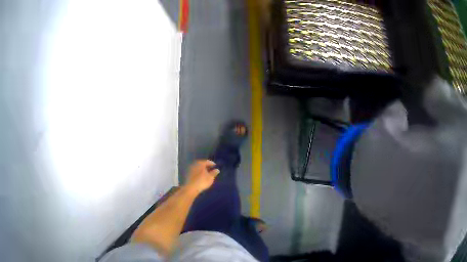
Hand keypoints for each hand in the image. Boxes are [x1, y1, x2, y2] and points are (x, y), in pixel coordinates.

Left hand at [185, 160, 219, 193]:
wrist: (191, 188)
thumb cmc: (202, 181)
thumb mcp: (210, 177)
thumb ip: (214, 173)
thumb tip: (217, 170)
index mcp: (200, 163)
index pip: (207, 161)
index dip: (211, 163)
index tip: (215, 165)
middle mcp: (194, 164)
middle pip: (201, 164)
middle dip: (206, 166)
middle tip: (210, 168)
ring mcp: (190, 169)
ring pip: (197, 167)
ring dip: (201, 169)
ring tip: (206, 172)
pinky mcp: (187, 174)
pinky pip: (194, 171)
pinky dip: (198, 172)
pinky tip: (200, 176)